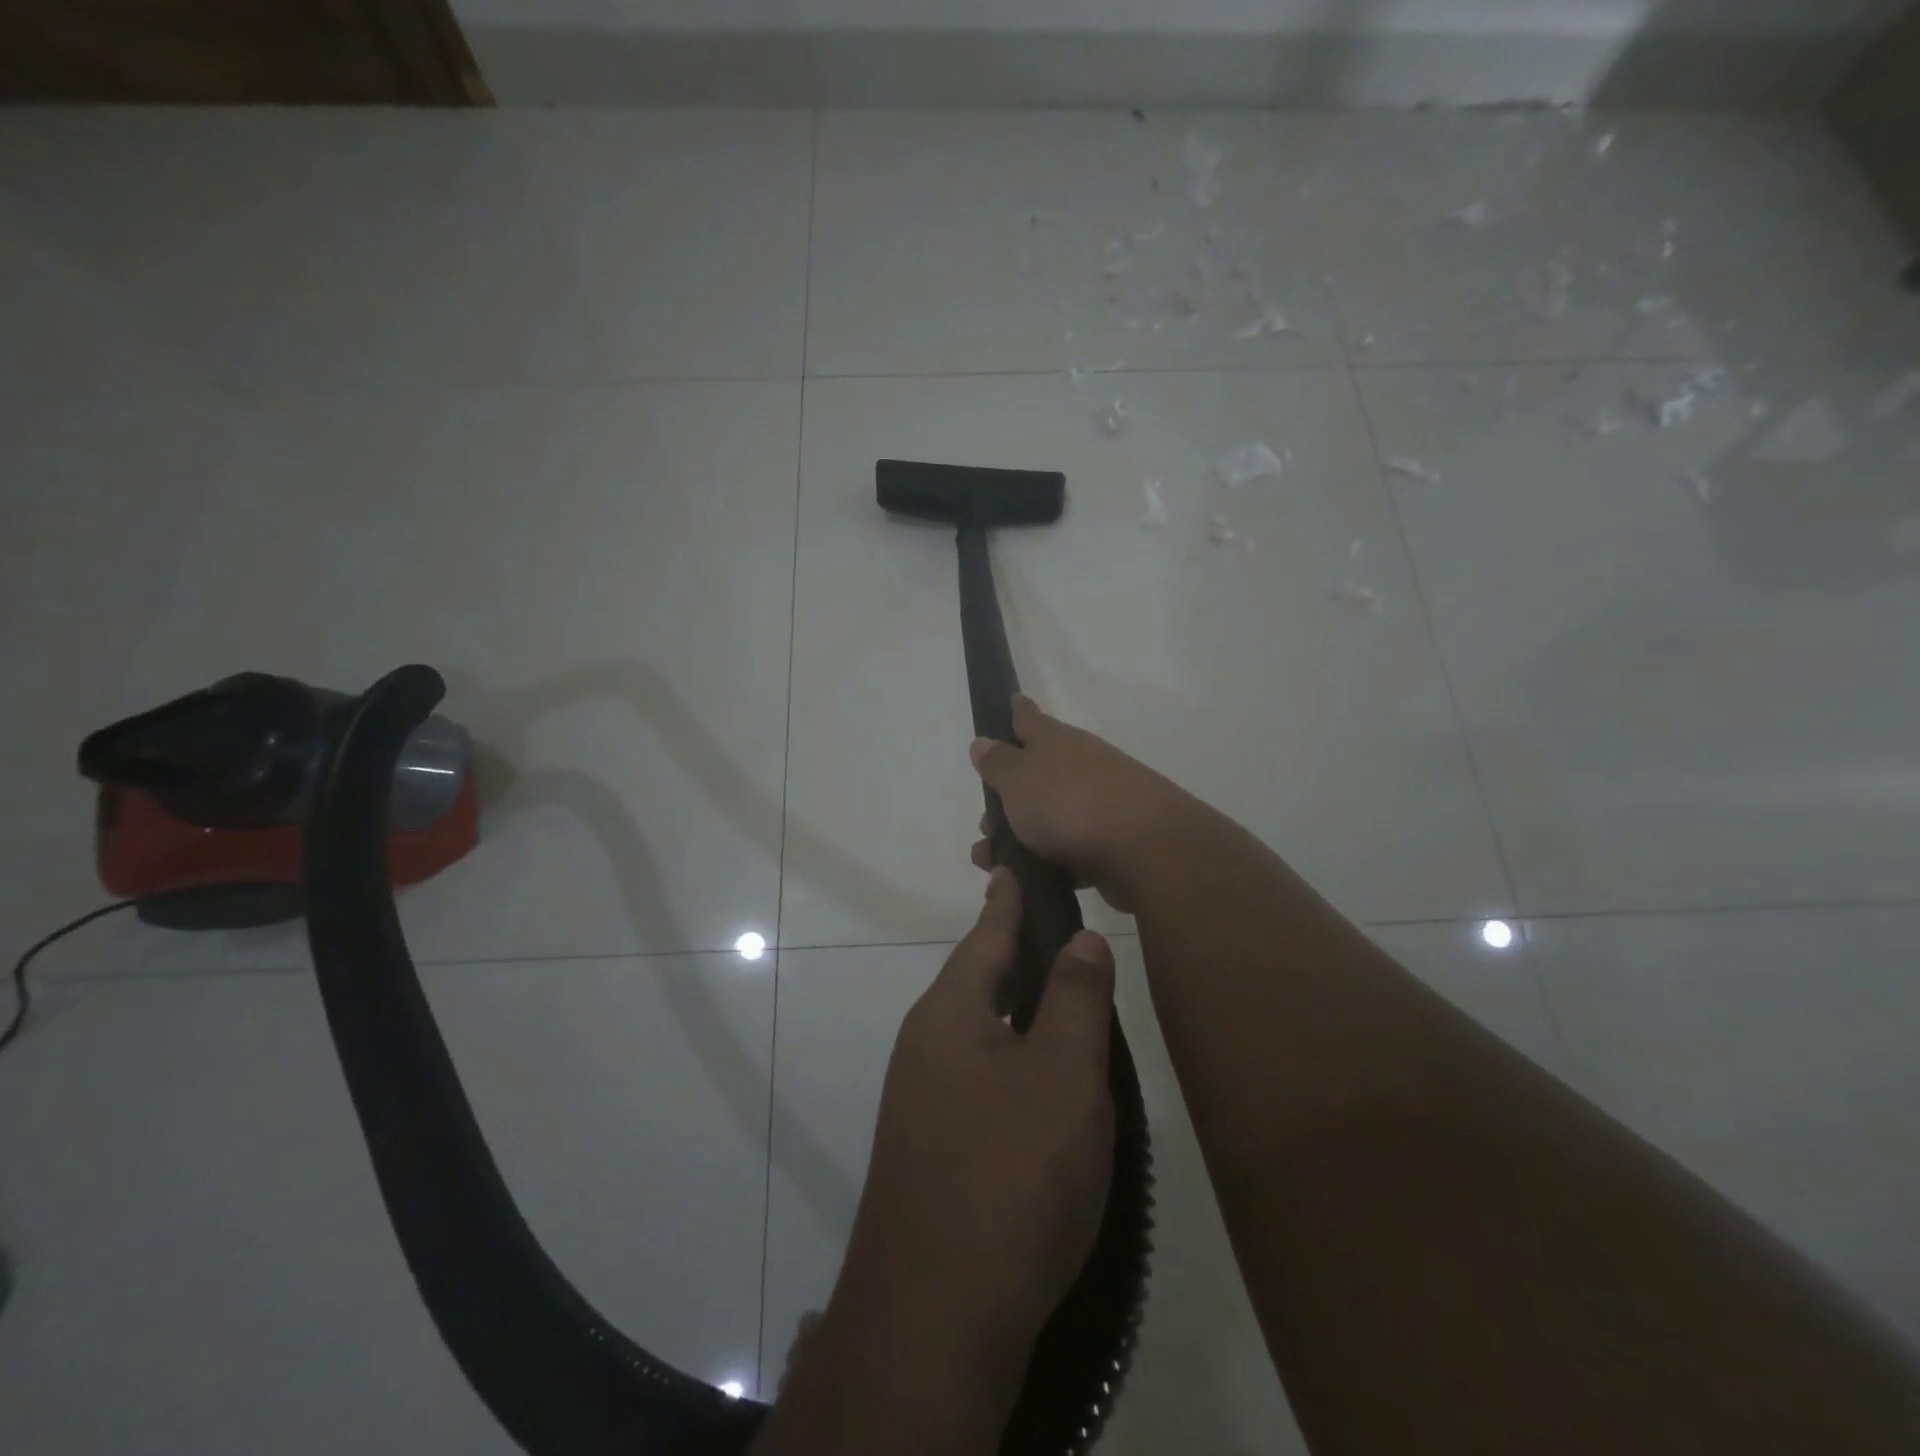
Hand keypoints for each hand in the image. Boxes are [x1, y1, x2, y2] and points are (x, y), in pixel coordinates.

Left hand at [823, 868, 1116, 1432]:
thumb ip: (1073, 999)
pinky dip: (1012, 1051)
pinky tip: (1039, 1070)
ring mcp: (922, 1095)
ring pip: (979, 1027)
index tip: (1014, 863)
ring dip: (1015, 1003)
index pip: (986, 933)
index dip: (1008, 898)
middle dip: (1014, 949)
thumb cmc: (1009, 1174)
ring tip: (1058, 988)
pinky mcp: (933, 1143)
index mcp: (950, 1012)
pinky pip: (978, 1071)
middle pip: (978, 977)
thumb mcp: (1062, 1075)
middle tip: (1057, 925)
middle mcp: (926, 1042)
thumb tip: (1080, 937)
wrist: (934, 1316)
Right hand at [969, 694, 1195, 912]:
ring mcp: (1100, 804)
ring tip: (992, 860)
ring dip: (1020, 836)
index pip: (1030, 718)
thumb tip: (983, 742)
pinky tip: (1027, 881)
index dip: (1016, 711)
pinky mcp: (1112, 844)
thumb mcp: (1019, 780)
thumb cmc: (1070, 804)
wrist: (1146, 852)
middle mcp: (1081, 766)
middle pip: (1038, 774)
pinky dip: (1046, 862)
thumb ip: (998, 763)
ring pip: (1050, 816)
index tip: (1010, 702)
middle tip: (985, 823)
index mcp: (1057, 742)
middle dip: (1008, 796)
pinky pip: (1069, 850)